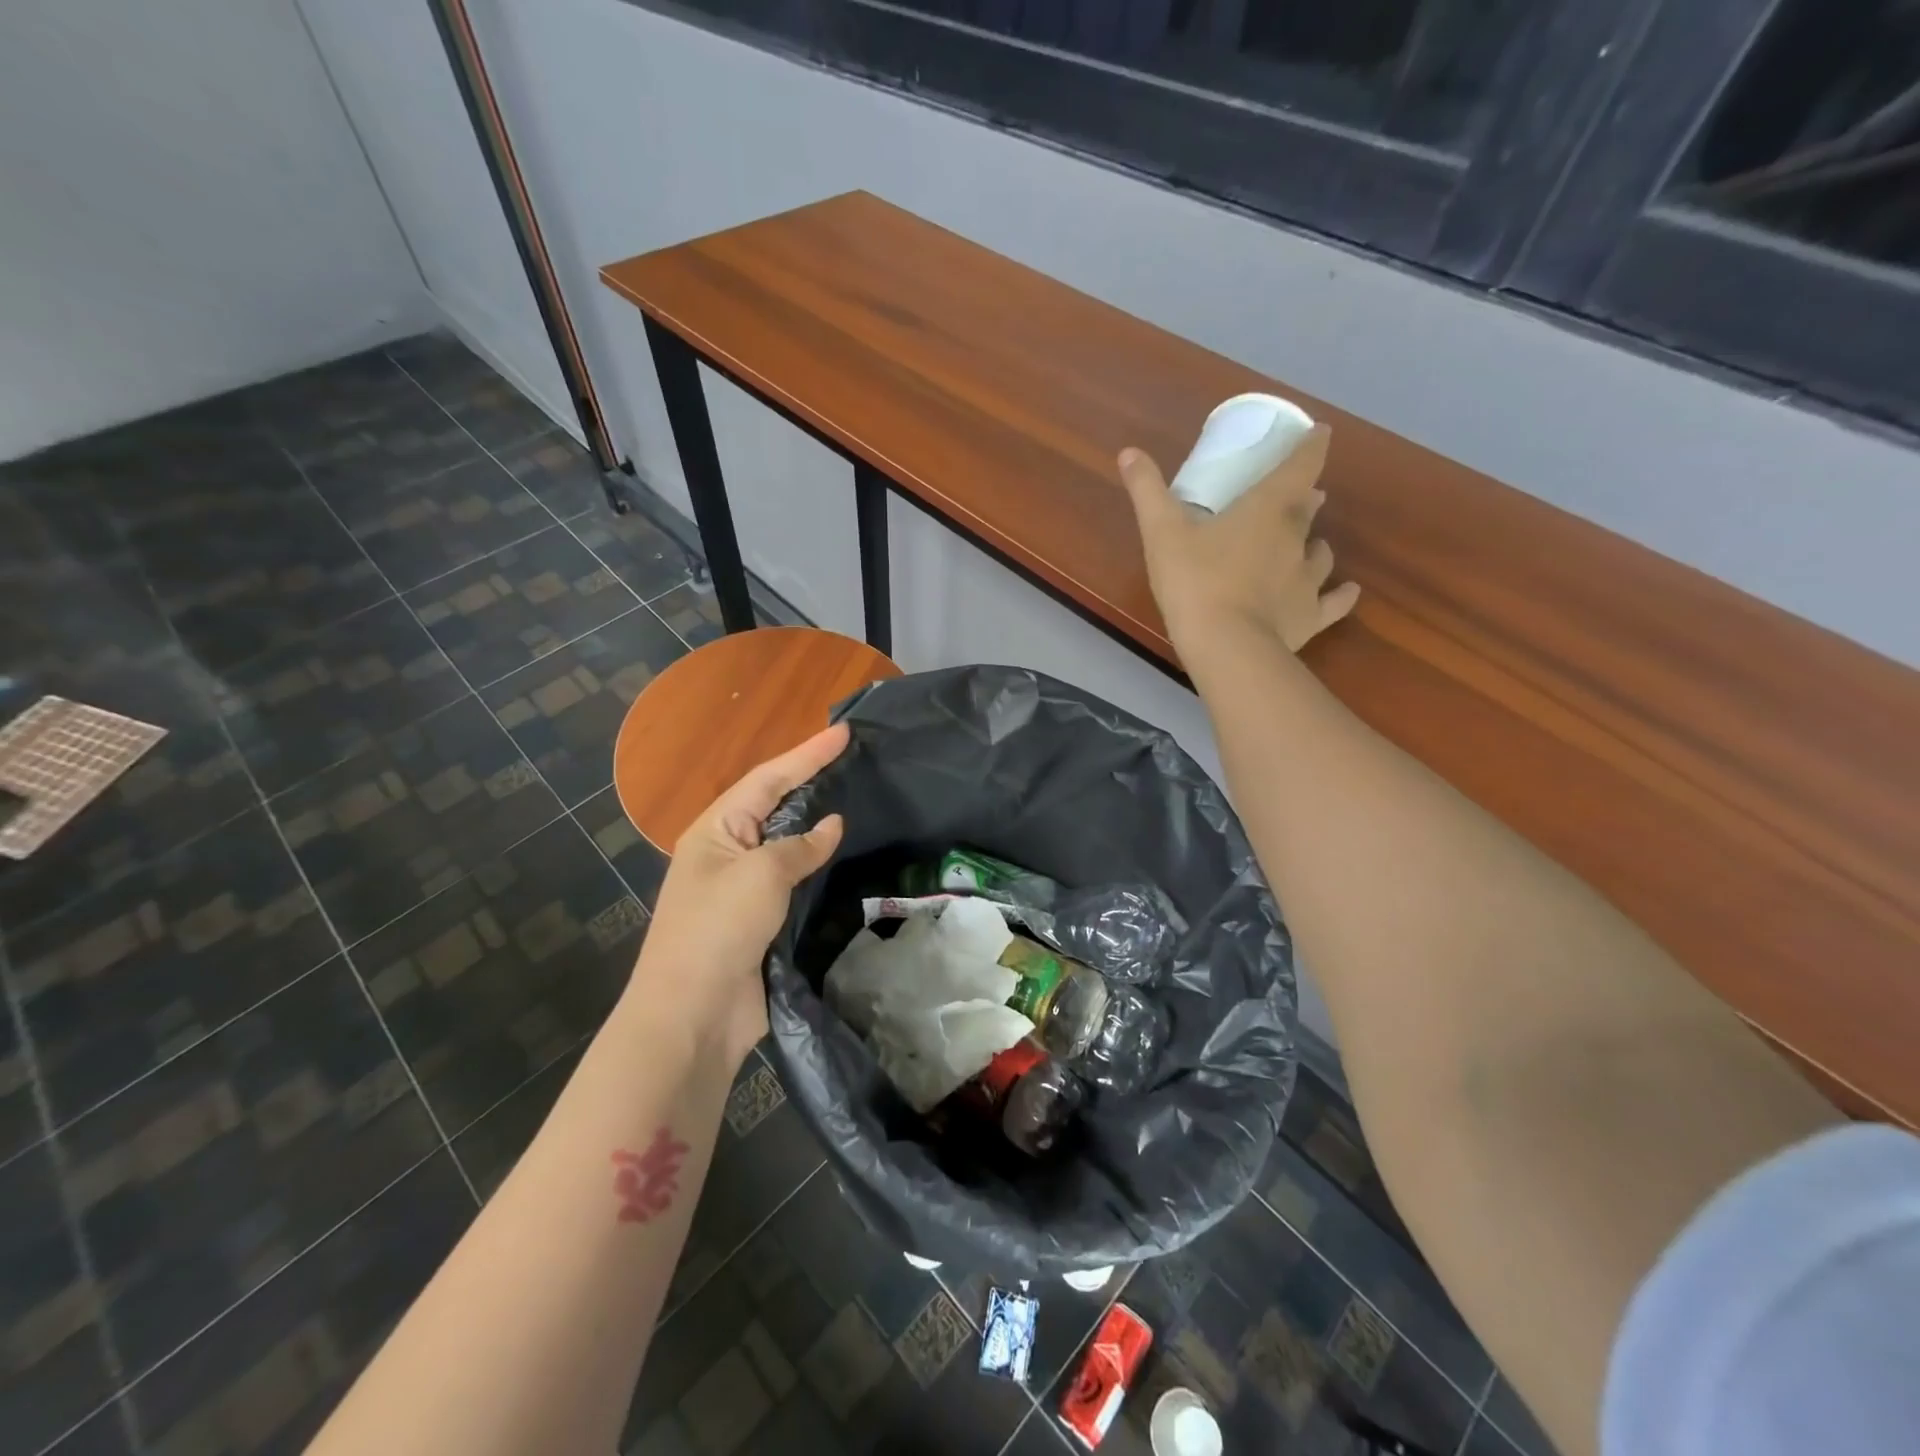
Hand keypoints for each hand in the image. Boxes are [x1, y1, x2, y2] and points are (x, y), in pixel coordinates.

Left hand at [625, 723, 848, 1064]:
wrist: (694, 1014)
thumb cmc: (718, 930)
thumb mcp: (761, 875)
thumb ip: (801, 845)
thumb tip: (833, 825)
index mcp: (716, 831)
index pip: (768, 779)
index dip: (807, 754)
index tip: (845, 733)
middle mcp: (727, 852)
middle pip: (776, 806)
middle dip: (811, 781)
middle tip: (854, 760)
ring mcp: (744, 888)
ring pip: (788, 844)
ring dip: (817, 824)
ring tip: (856, 798)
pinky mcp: (761, 920)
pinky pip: (795, 880)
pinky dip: (819, 865)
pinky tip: (845, 857)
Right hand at [1118, 423, 1358, 655]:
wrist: (1226, 646)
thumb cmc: (1195, 582)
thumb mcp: (1162, 532)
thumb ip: (1147, 491)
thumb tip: (1128, 452)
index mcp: (1267, 509)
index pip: (1300, 466)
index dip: (1312, 445)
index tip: (1320, 433)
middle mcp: (1297, 538)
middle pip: (1309, 508)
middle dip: (1305, 497)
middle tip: (1299, 494)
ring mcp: (1308, 579)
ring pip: (1322, 553)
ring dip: (1316, 544)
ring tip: (1309, 544)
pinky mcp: (1310, 616)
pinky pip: (1334, 601)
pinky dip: (1341, 594)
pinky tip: (1347, 591)